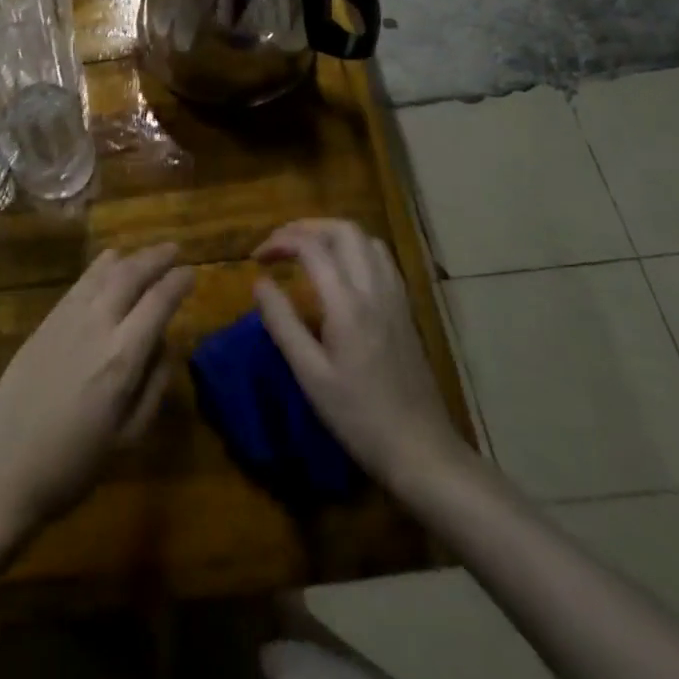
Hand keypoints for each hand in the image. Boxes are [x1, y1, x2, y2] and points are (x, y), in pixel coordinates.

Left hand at [0, 244, 191, 554]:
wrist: (1, 467)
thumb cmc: (72, 464)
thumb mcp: (128, 437)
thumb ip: (153, 387)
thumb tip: (163, 346)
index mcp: (121, 358)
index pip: (157, 304)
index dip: (177, 283)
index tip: (192, 271)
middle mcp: (95, 326)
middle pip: (129, 276)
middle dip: (155, 259)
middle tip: (175, 249)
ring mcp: (65, 320)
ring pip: (102, 273)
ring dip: (128, 258)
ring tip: (145, 253)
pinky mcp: (44, 322)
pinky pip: (78, 283)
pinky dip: (98, 268)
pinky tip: (107, 265)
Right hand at [253, 219, 464, 490]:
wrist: (421, 451)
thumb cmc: (358, 417)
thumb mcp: (309, 374)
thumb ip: (282, 323)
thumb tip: (260, 282)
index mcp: (348, 304)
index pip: (312, 247)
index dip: (280, 241)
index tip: (256, 259)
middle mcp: (376, 290)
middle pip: (344, 230)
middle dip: (306, 227)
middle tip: (279, 246)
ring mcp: (396, 298)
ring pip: (367, 240)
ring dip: (332, 235)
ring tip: (305, 252)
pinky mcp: (406, 310)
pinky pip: (382, 260)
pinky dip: (355, 250)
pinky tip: (340, 273)